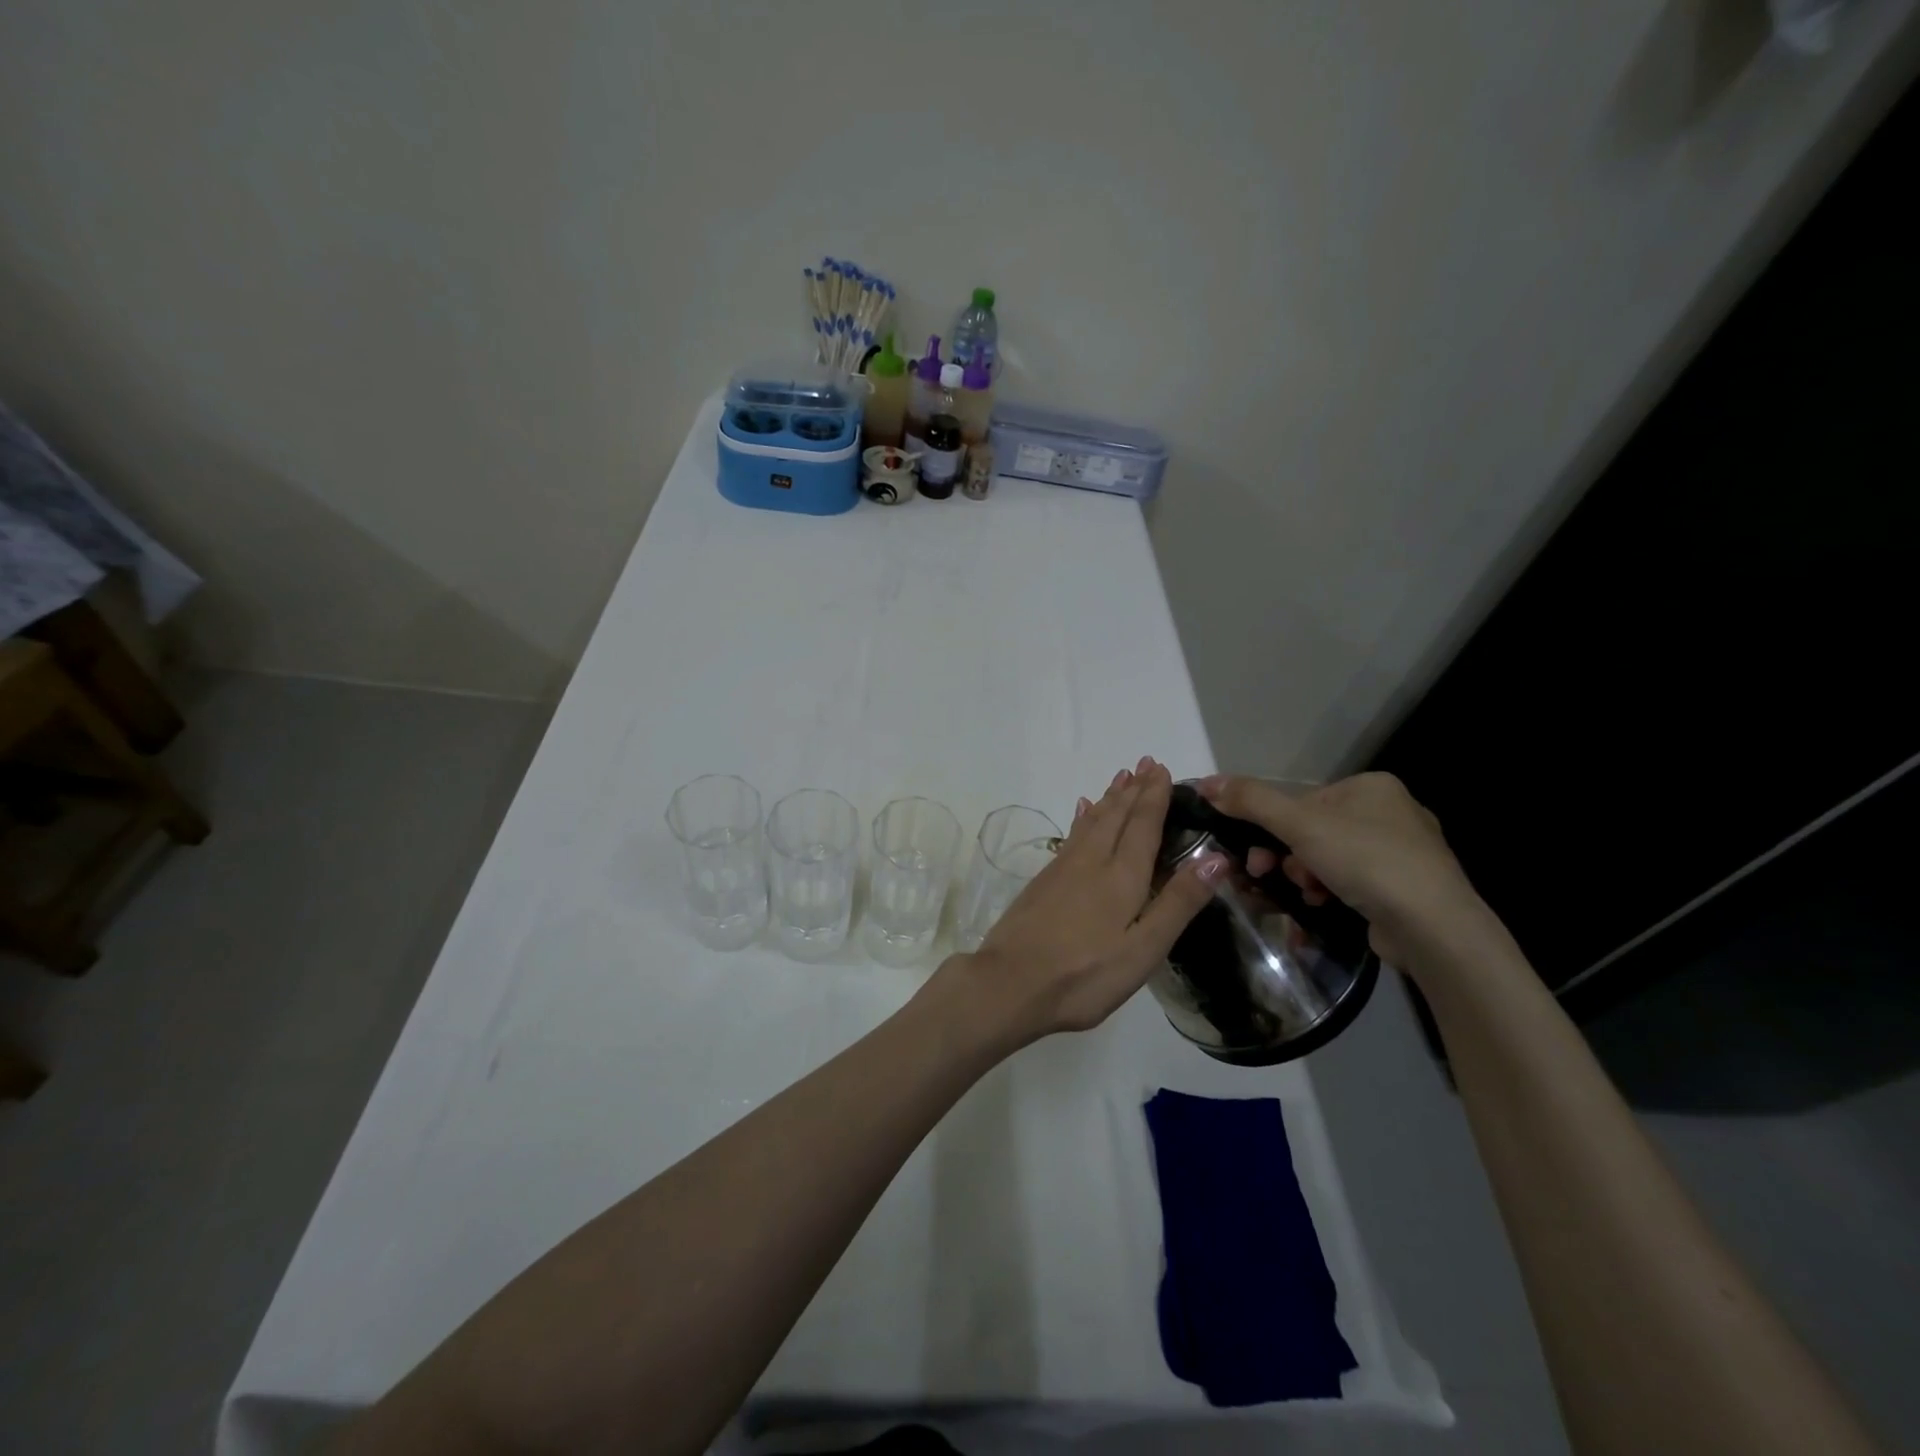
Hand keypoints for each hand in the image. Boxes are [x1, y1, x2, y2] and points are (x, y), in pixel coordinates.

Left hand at [940, 759, 1225, 1047]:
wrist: (1010, 983)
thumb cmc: (1085, 975)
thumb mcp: (1143, 949)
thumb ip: (1178, 903)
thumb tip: (1216, 858)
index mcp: (1122, 877)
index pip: (1143, 826)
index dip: (1154, 797)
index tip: (1161, 769)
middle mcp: (1092, 861)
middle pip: (1116, 816)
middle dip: (1133, 790)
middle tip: (1144, 762)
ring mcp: (1062, 869)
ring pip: (1091, 822)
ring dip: (1109, 798)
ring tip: (1120, 778)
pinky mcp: (1043, 881)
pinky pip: (1071, 835)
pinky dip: (1082, 818)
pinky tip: (1082, 812)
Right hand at [1196, 771, 1484, 975]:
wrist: (1434, 928)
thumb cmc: (1366, 861)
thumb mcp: (1299, 824)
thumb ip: (1250, 800)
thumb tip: (1205, 782)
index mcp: (1371, 787)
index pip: (1302, 801)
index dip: (1271, 828)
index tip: (1255, 856)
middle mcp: (1391, 813)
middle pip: (1312, 832)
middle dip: (1286, 857)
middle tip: (1267, 876)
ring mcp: (1403, 854)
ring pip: (1328, 860)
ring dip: (1303, 879)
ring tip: (1306, 897)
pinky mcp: (1405, 890)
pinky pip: (1350, 884)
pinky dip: (1328, 895)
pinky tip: (1321, 909)